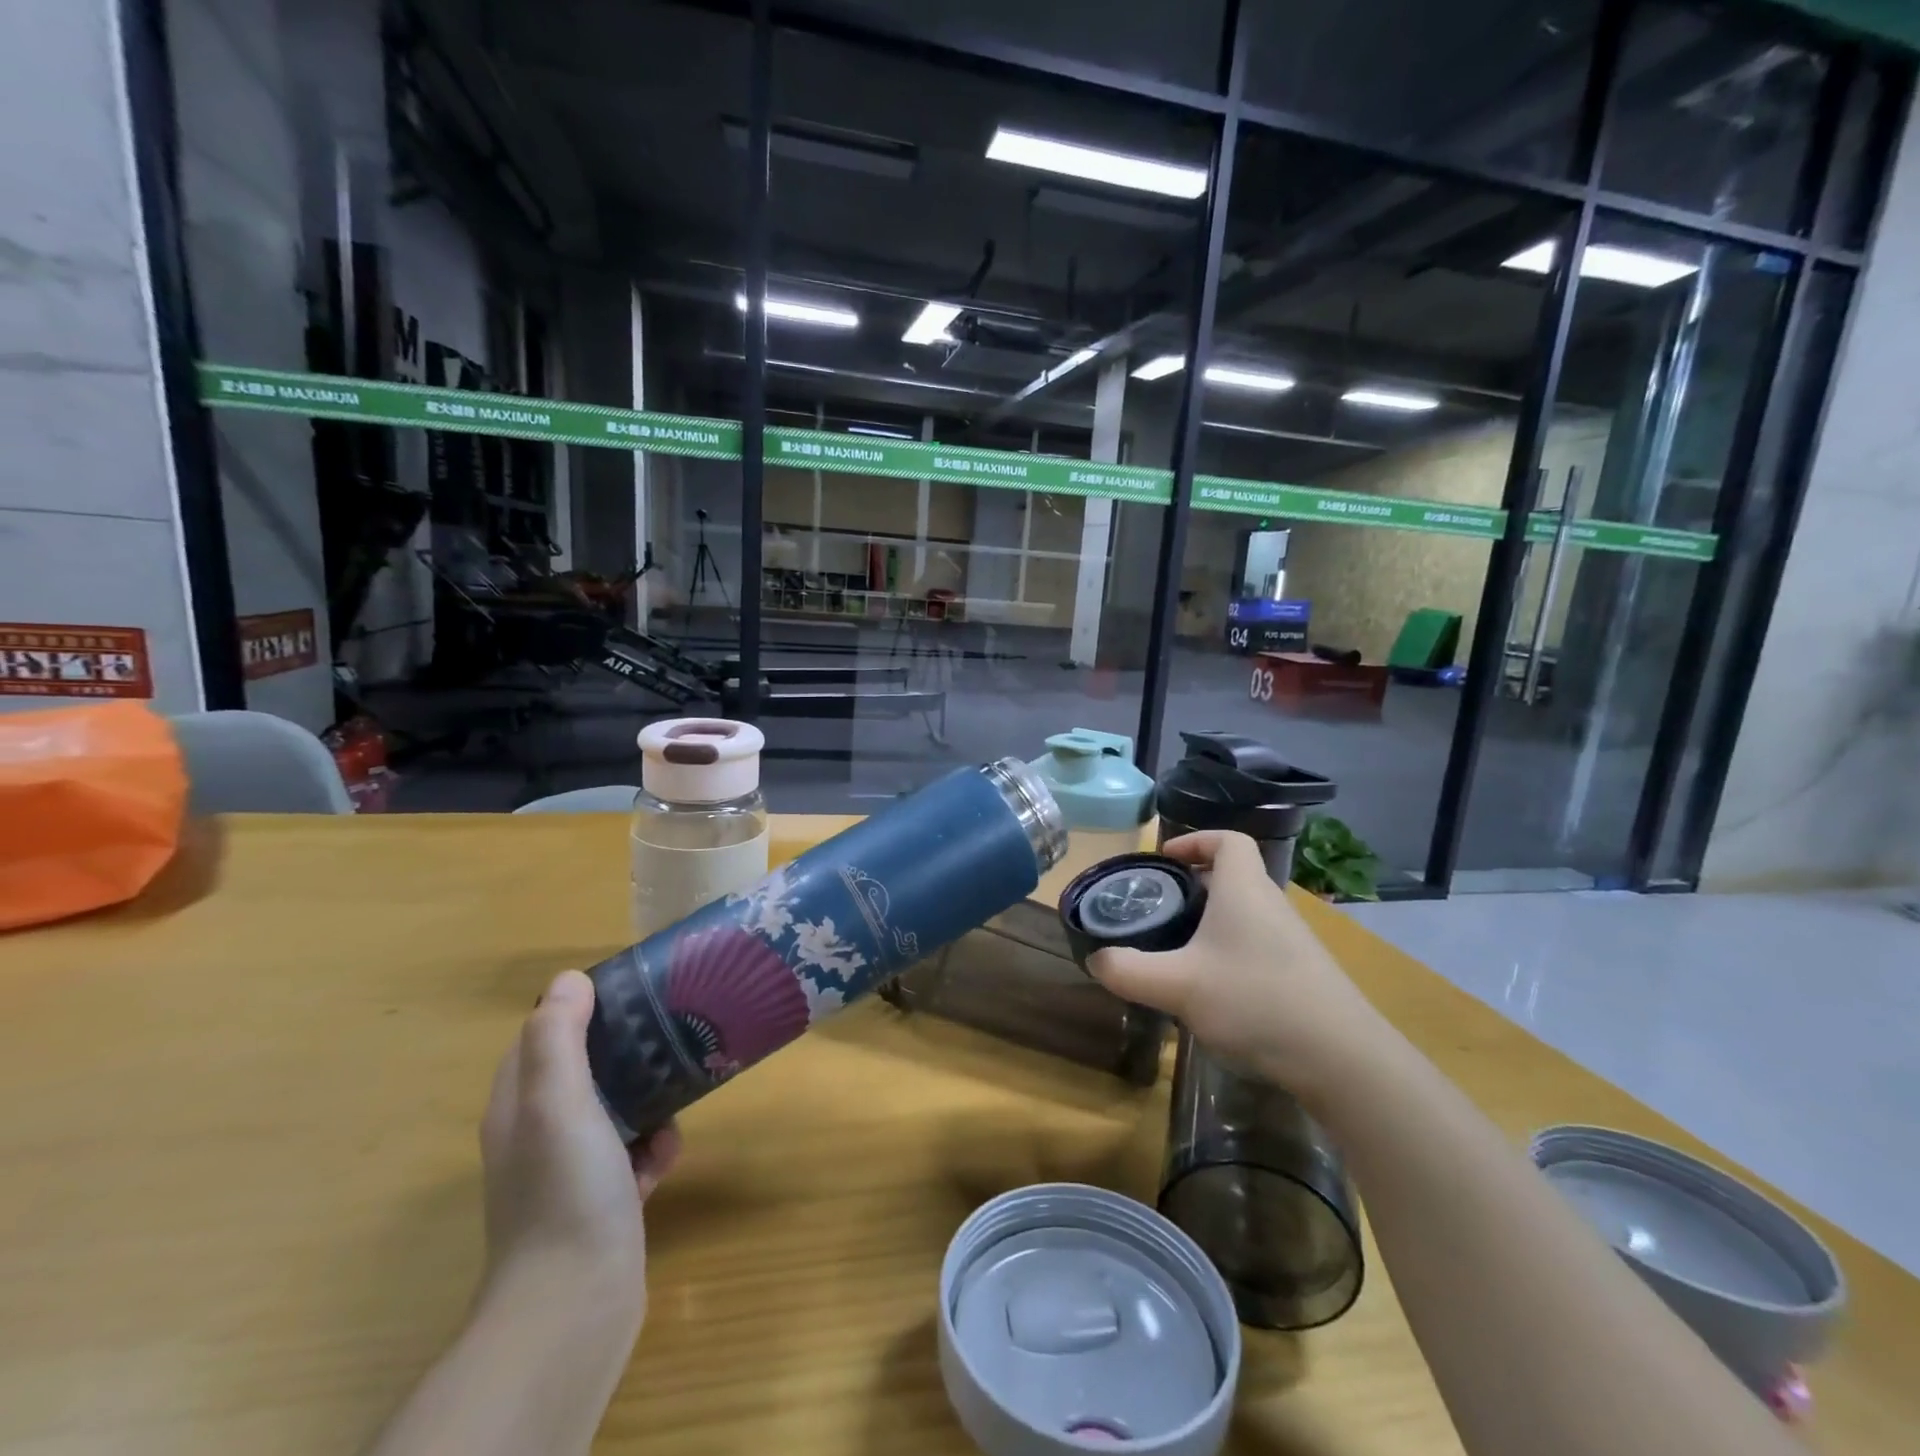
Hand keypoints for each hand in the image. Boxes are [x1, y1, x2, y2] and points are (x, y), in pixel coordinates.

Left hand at [479, 970, 680, 1322]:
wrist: (575, 1305)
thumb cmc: (564, 1190)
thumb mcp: (557, 1103)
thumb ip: (558, 1039)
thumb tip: (569, 979)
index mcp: (518, 1106)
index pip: (541, 1036)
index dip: (578, 1007)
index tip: (628, 988)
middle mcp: (539, 1134)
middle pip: (583, 1070)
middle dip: (623, 1048)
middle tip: (667, 1028)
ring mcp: (571, 1171)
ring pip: (614, 1110)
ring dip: (646, 1096)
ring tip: (679, 1083)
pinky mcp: (603, 1200)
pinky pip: (633, 1153)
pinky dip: (653, 1145)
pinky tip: (668, 1151)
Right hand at [1087, 831, 1389, 1102]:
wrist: (1342, 1058)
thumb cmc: (1255, 1001)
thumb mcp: (1178, 986)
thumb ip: (1129, 971)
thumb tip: (1097, 959)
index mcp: (1243, 889)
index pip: (1227, 840)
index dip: (1195, 840)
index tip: (1164, 860)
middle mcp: (1270, 904)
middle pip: (1232, 876)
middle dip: (1193, 886)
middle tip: (1159, 908)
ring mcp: (1291, 940)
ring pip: (1244, 913)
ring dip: (1211, 922)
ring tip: (1178, 950)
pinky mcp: (1302, 972)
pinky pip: (1257, 943)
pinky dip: (1230, 951)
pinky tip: (1213, 990)